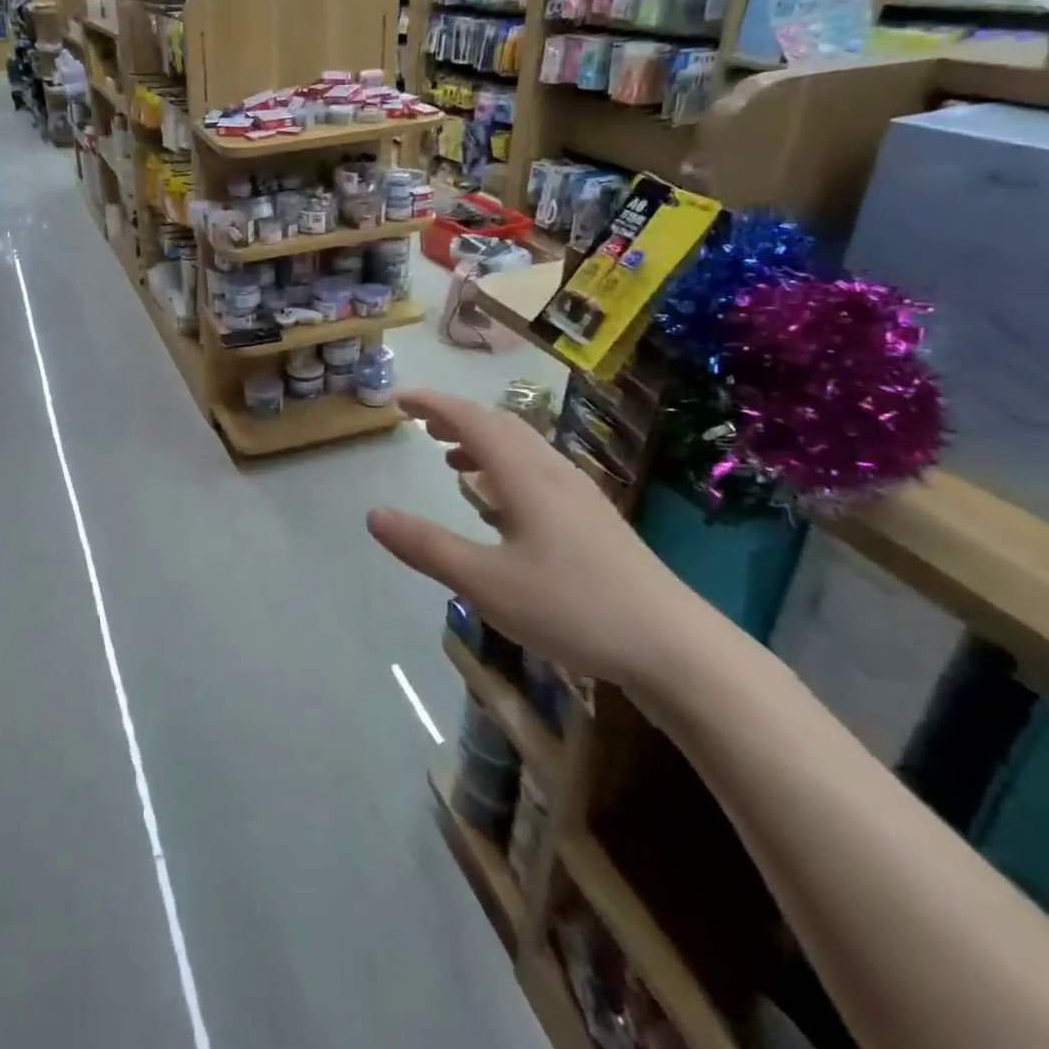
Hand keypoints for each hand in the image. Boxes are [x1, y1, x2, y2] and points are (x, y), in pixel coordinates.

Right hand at [367, 390, 714, 687]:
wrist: (675, 648)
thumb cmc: (573, 608)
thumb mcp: (486, 582)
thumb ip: (428, 547)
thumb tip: (374, 515)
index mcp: (526, 477)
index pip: (472, 421)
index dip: (433, 404)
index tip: (398, 400)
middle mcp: (553, 474)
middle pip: (501, 426)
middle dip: (456, 418)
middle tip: (420, 425)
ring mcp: (578, 496)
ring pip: (522, 449)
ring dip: (481, 442)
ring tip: (449, 458)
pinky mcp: (593, 521)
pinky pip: (537, 474)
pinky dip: (504, 469)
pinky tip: (498, 505)